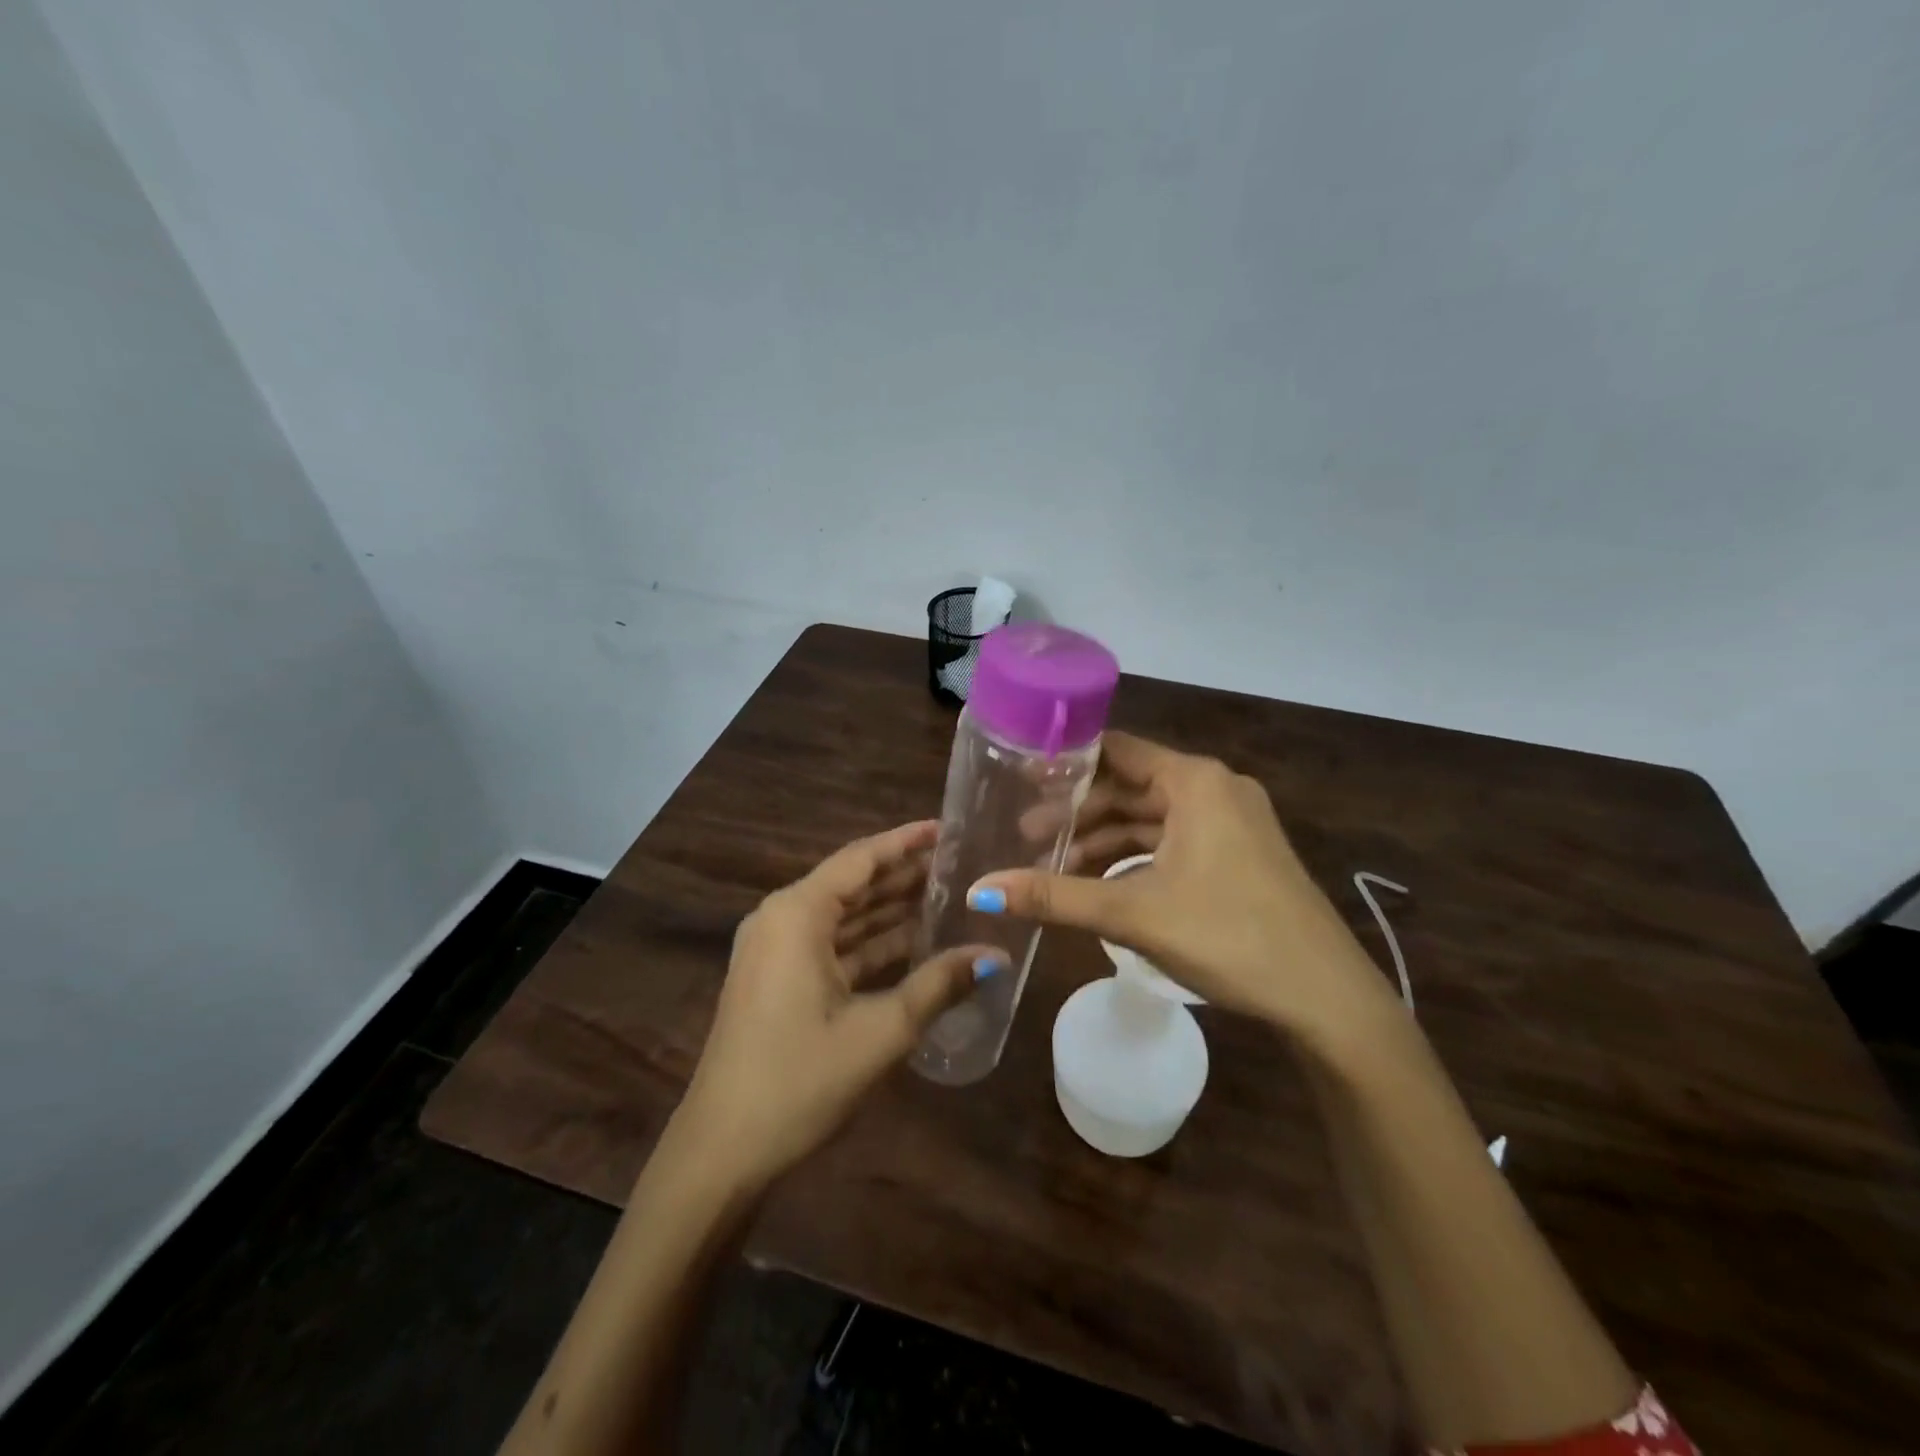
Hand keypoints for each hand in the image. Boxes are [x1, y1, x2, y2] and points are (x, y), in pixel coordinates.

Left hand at [676, 821, 1002, 1186]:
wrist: (722, 1152)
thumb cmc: (799, 1080)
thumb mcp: (880, 1031)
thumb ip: (939, 985)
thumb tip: (995, 957)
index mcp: (797, 914)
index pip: (860, 859)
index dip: (906, 842)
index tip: (948, 828)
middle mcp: (781, 919)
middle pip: (852, 884)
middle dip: (904, 874)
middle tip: (959, 862)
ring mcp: (776, 951)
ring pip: (844, 917)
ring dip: (890, 909)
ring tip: (946, 895)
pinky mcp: (778, 980)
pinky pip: (832, 946)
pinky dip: (871, 943)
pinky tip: (914, 942)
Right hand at [973, 733, 1398, 1041]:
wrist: (1326, 998)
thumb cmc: (1228, 936)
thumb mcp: (1133, 913)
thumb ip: (1055, 897)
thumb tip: (980, 889)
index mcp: (1195, 781)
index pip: (1116, 749)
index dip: (1067, 763)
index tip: (1021, 778)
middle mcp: (1215, 789)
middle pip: (1130, 785)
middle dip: (1079, 812)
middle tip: (1026, 835)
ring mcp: (1233, 822)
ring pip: (1152, 817)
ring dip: (1105, 838)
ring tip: (1056, 864)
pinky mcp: (1240, 855)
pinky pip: (1174, 840)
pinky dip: (1136, 856)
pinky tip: (1103, 883)